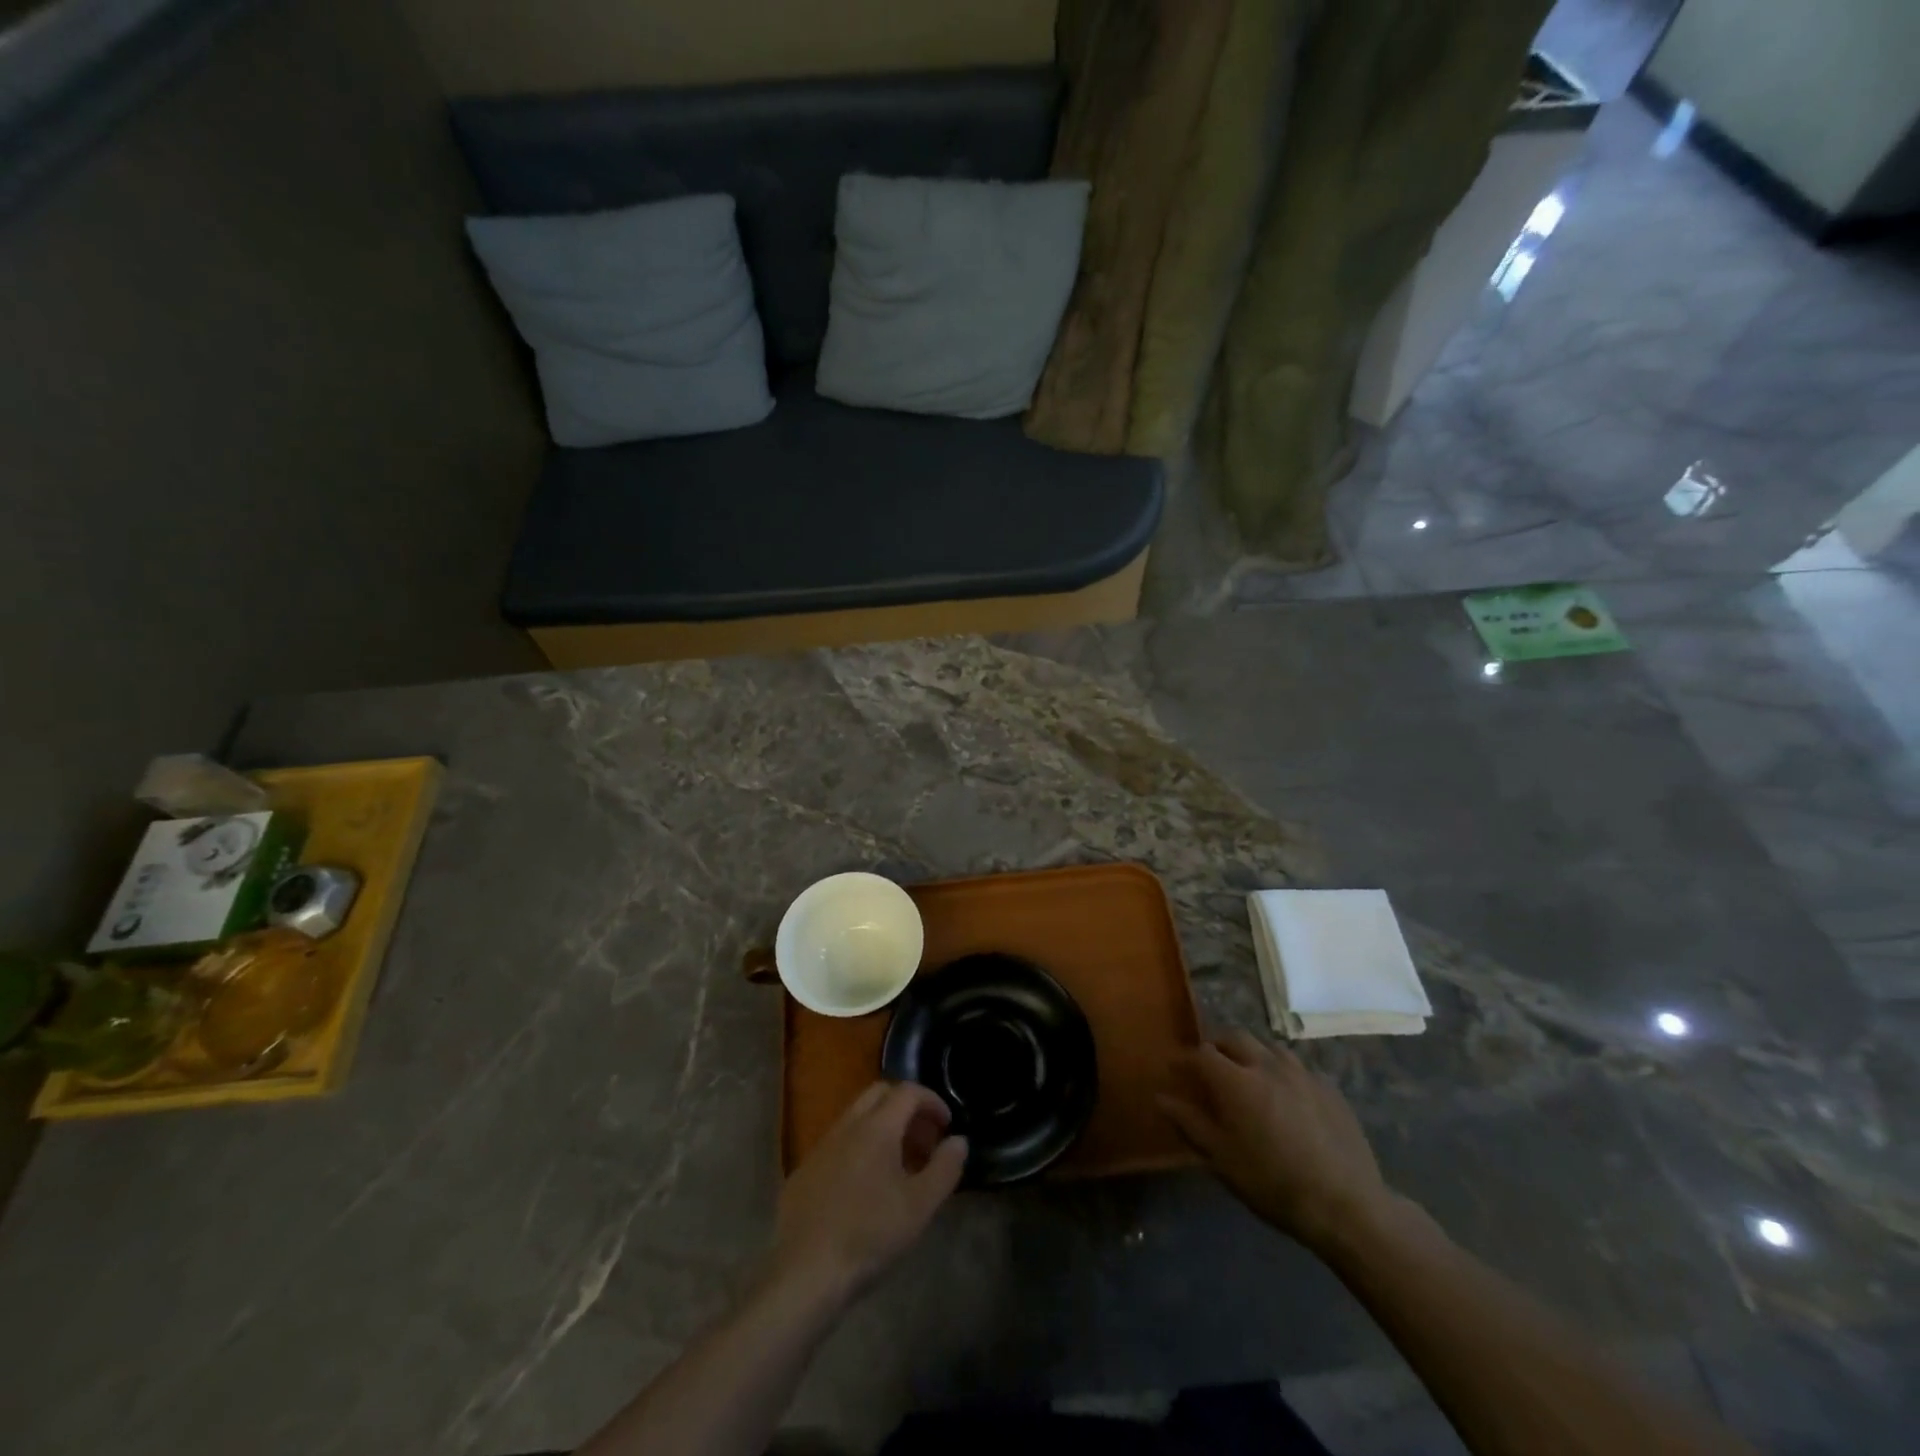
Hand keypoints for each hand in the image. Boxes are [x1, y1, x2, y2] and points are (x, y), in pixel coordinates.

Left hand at [768, 1081, 967, 1307]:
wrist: (804, 1273)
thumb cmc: (869, 1235)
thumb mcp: (919, 1206)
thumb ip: (945, 1168)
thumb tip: (959, 1141)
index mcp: (876, 1127)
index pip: (907, 1091)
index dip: (932, 1101)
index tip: (947, 1125)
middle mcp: (847, 1126)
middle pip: (879, 1094)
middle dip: (906, 1108)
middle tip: (924, 1140)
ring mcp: (821, 1147)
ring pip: (857, 1118)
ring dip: (883, 1128)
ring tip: (899, 1166)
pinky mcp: (804, 1171)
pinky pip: (838, 1143)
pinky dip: (859, 1148)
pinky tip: (865, 1187)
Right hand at [1159, 1030, 1393, 1252]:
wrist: (1347, 1206)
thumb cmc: (1273, 1185)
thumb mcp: (1222, 1160)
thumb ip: (1190, 1123)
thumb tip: (1161, 1097)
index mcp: (1237, 1081)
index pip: (1202, 1054)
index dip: (1185, 1059)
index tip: (1174, 1069)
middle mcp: (1267, 1065)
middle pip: (1235, 1037)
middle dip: (1217, 1045)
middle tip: (1209, 1064)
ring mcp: (1302, 1073)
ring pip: (1268, 1046)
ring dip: (1251, 1053)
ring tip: (1247, 1074)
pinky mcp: (1329, 1087)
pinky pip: (1297, 1066)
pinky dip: (1281, 1071)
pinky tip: (1285, 1094)